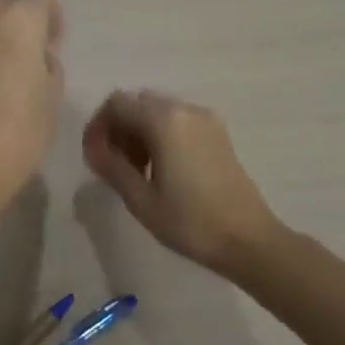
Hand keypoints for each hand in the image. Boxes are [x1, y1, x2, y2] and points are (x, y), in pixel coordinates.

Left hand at [0, 0, 64, 212]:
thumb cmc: (17, 134)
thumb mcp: (52, 98)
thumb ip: (48, 62)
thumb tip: (36, 53)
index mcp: (17, 19)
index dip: (53, 13)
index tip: (55, 40)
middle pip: (9, 1)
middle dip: (24, 18)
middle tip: (34, 53)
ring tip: (7, 70)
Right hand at [82, 89, 285, 272]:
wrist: (250, 241)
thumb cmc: (190, 222)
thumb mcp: (140, 199)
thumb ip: (111, 166)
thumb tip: (93, 149)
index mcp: (164, 120)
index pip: (116, 104)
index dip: (98, 127)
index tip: (94, 157)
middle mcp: (184, 109)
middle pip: (137, 103)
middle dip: (118, 129)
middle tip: (114, 165)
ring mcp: (205, 120)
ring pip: (157, 111)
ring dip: (139, 132)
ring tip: (137, 171)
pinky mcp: (218, 134)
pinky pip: (178, 121)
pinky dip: (160, 135)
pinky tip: (162, 169)